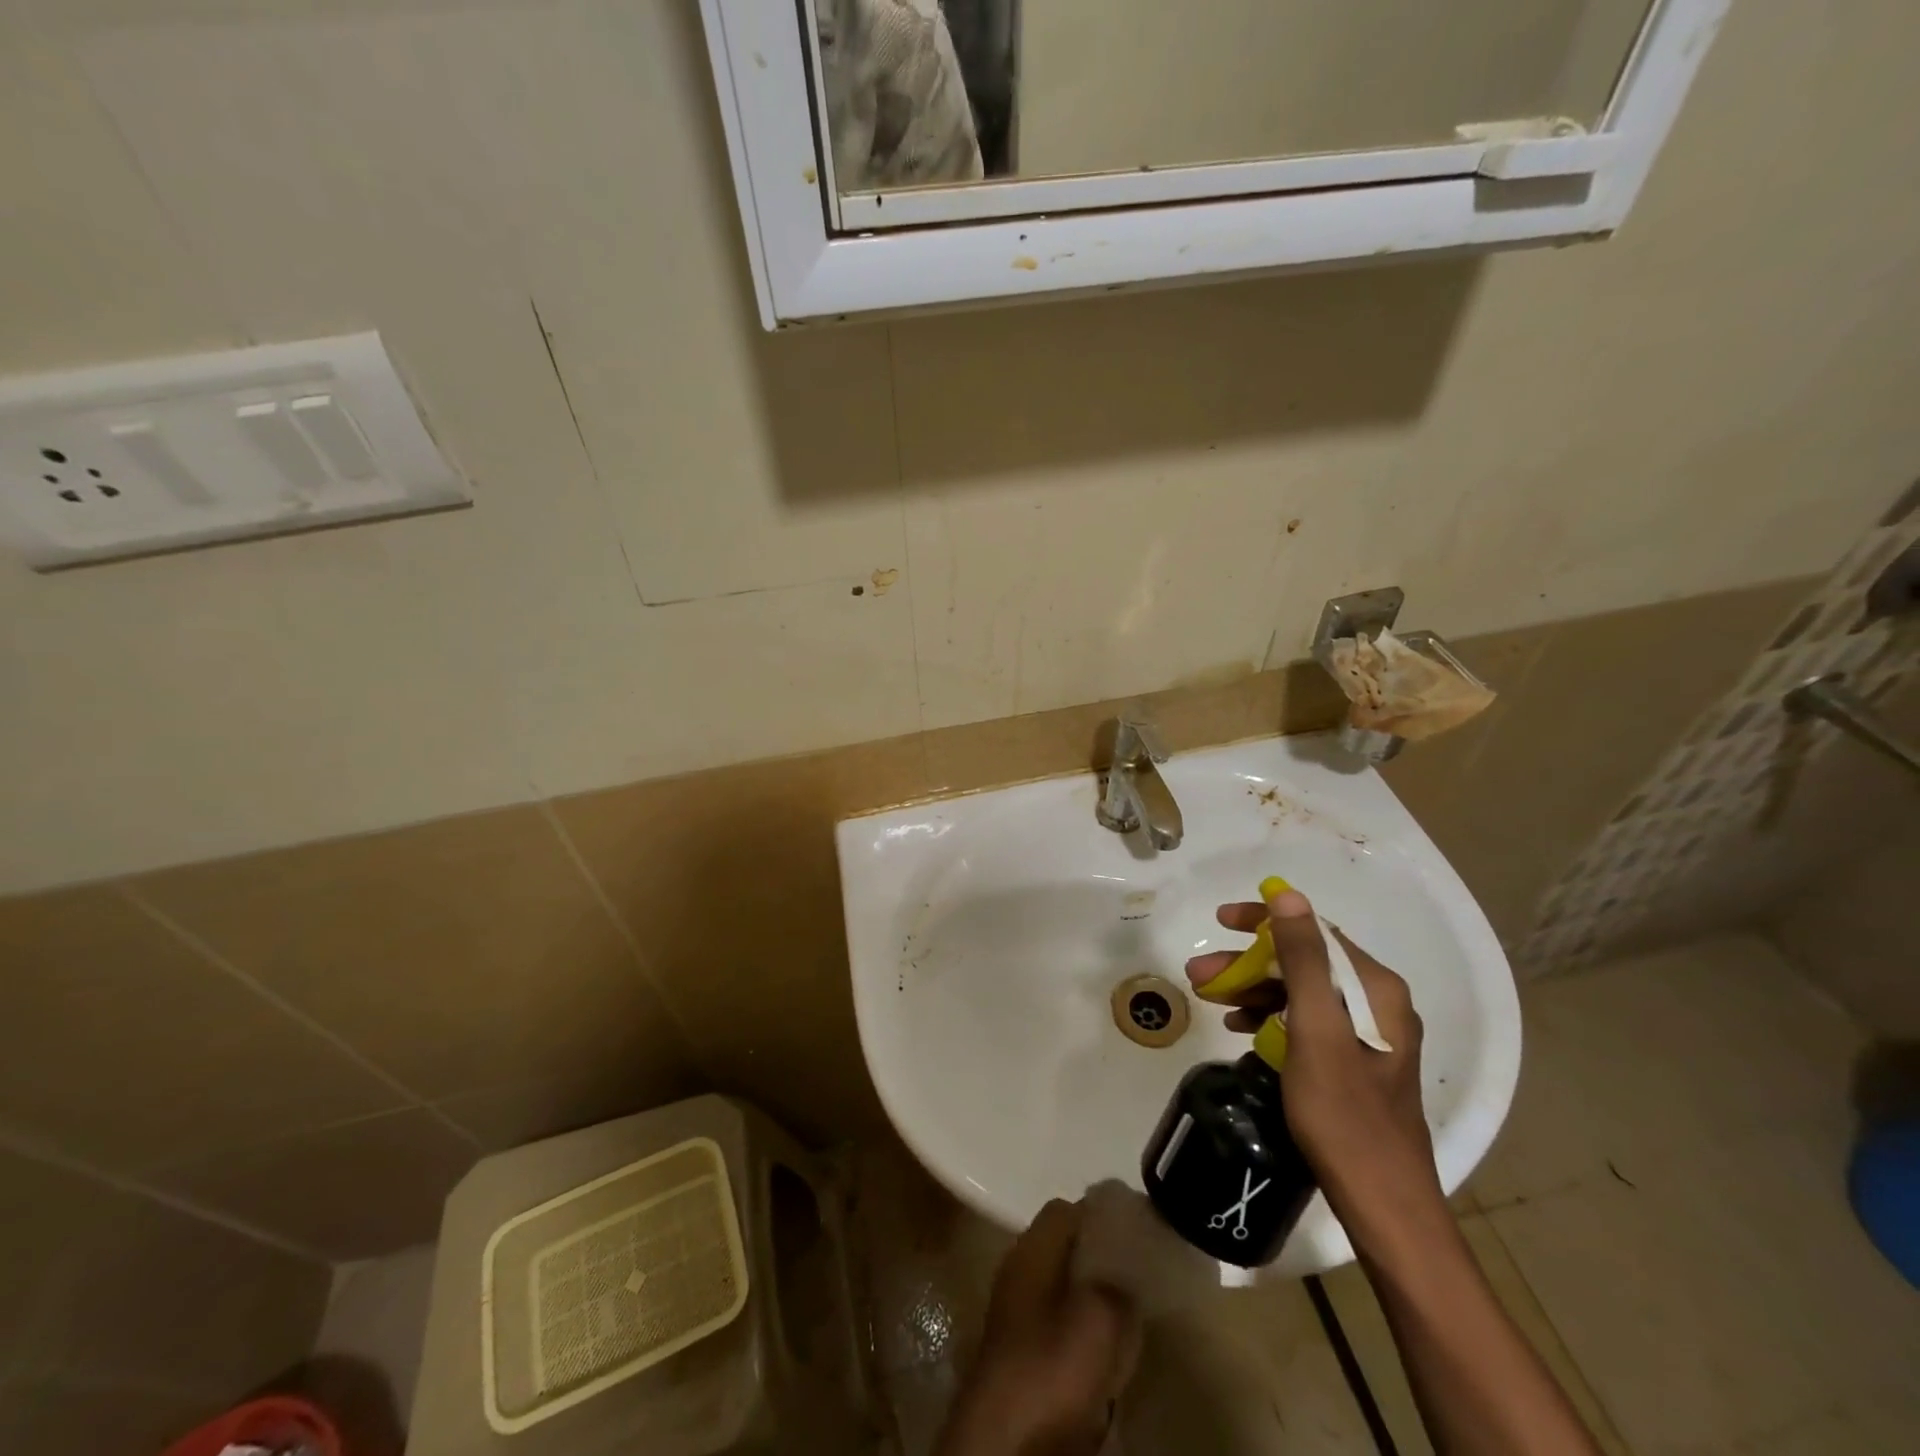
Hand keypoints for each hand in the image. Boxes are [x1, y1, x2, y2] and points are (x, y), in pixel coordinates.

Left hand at [934, 1199, 1141, 1455]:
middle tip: (1138, 1276)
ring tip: (1129, 1316)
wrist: (1006, 1447)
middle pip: (1064, 1251)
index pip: (1065, 1210)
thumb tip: (1125, 1278)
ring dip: (1093, 1302)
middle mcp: (1018, 1272)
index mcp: (1029, 1248)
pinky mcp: (1022, 1360)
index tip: (1135, 1232)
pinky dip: (1083, 1338)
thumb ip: (1118, 1287)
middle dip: (1100, 1260)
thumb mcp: (1100, 1317)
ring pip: (1063, 1292)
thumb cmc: (1049, 1367)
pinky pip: (1060, 1332)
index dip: (1100, 1215)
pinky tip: (1107, 1356)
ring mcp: (1016, 1317)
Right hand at [1184, 886, 1442, 1226]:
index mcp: (1374, 988)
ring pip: (1299, 993)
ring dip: (1253, 990)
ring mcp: (1366, 1034)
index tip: (1220, 922)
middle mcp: (1376, 1002)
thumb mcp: (1315, 1030)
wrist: (1384, 1204)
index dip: (1263, 921)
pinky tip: (1239, 1028)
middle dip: (1248, 963)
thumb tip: (1287, 895)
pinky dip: (1269, 1018)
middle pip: (1303, 962)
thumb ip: (1303, 959)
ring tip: (1209, 999)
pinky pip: (1304, 1022)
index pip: (1313, 931)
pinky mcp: (1353, 1062)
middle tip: (1200, 974)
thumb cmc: (1344, 1114)